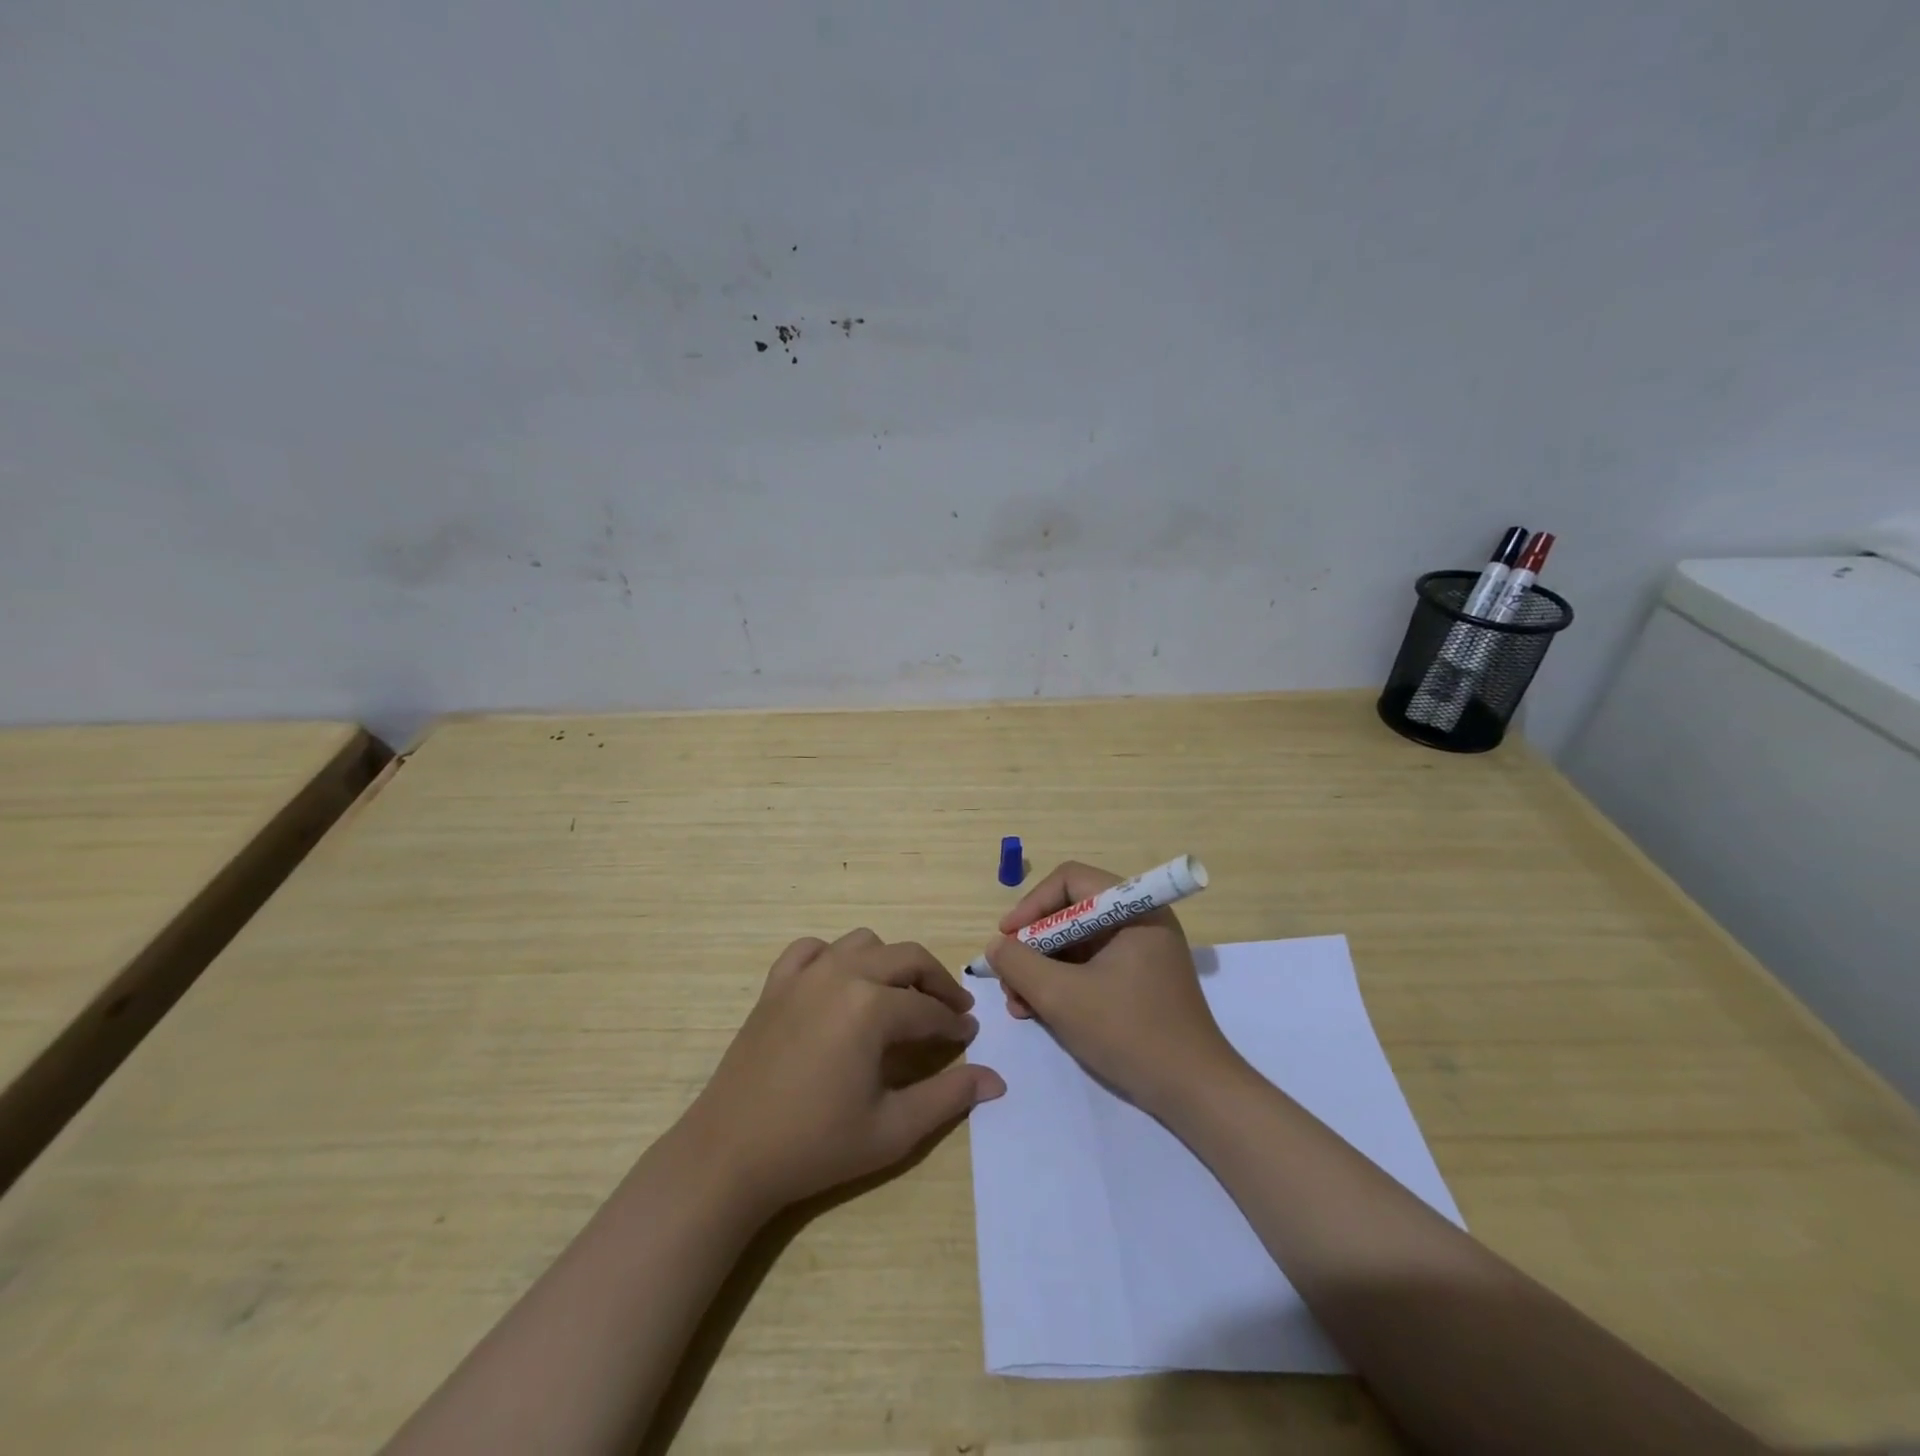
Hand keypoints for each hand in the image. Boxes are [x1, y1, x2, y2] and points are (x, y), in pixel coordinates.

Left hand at [685, 929, 1005, 1215]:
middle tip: (951, 1010)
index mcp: (873, 1007)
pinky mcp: (776, 983)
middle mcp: (843, 974)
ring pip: (864, 943)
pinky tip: (840, 983)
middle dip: (936, 981)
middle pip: (907, 958)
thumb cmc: (816, 1145)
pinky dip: (835, 957)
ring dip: (890, 963)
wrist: (730, 1154)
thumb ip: (948, 1097)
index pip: (930, 1009)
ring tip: (899, 996)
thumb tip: (996, 1080)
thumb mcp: (892, 1129)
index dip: (955, 1024)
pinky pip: (813, 949)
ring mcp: (806, 973)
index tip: (970, 1036)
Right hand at [986, 861, 1242, 1115]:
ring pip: (1076, 943)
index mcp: (1134, 908)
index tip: (1006, 939)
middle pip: (1071, 913)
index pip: (1071, 881)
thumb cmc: (1129, 1033)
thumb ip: (1019, 963)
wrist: (1194, 1092)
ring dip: (1042, 969)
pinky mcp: (1139, 979)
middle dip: (1033, 946)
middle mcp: (1140, 920)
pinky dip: (1062, 983)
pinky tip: (1039, 1011)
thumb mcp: (1061, 996)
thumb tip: (997, 946)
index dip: (1032, 905)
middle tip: (1009, 979)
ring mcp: (1141, 951)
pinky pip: (1090, 966)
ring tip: (1019, 1005)